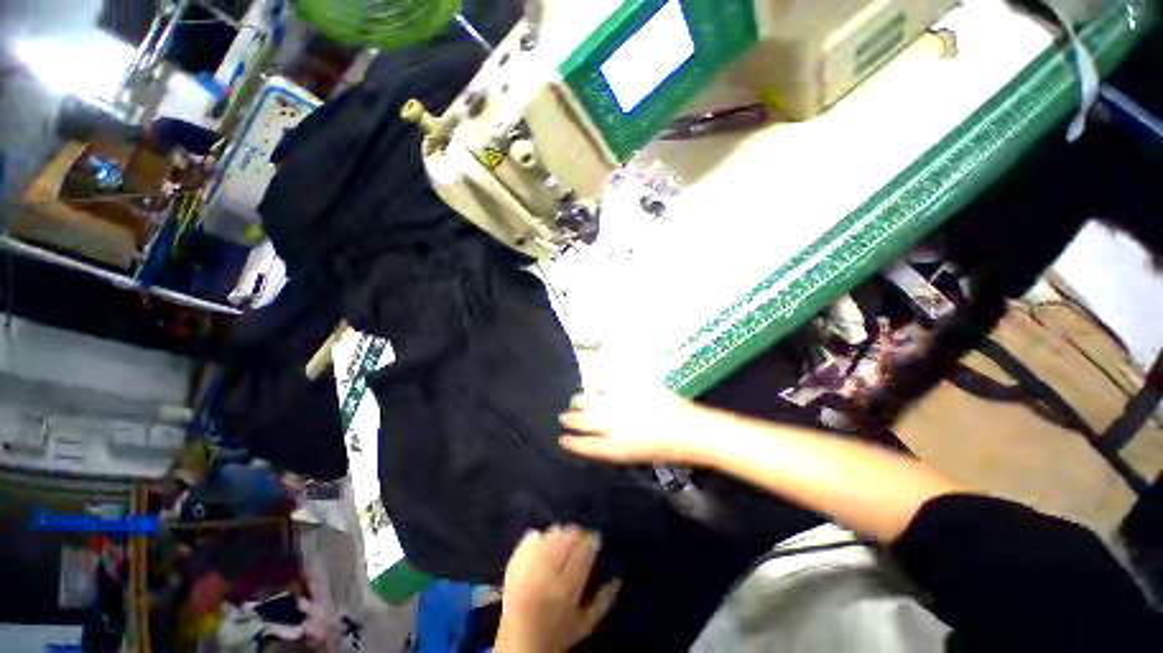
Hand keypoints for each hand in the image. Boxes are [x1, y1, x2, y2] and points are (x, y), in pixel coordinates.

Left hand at [496, 525, 620, 652]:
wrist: (520, 642)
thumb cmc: (558, 635)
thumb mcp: (585, 625)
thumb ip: (604, 600)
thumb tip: (618, 576)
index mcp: (566, 589)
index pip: (583, 552)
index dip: (591, 540)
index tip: (595, 537)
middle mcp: (547, 574)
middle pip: (566, 539)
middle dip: (576, 533)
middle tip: (580, 536)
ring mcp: (528, 566)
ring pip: (550, 534)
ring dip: (560, 532)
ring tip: (564, 536)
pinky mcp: (514, 562)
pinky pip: (530, 538)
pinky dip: (539, 535)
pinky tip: (543, 539)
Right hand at [558, 390, 710, 464]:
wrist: (694, 432)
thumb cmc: (671, 451)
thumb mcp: (641, 455)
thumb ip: (618, 447)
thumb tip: (603, 436)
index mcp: (617, 446)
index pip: (587, 446)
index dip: (573, 443)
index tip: (562, 439)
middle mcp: (616, 424)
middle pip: (586, 421)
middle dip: (572, 418)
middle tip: (563, 415)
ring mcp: (624, 404)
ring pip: (595, 401)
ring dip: (582, 400)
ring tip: (575, 398)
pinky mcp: (633, 388)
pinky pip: (611, 379)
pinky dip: (599, 376)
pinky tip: (591, 373)